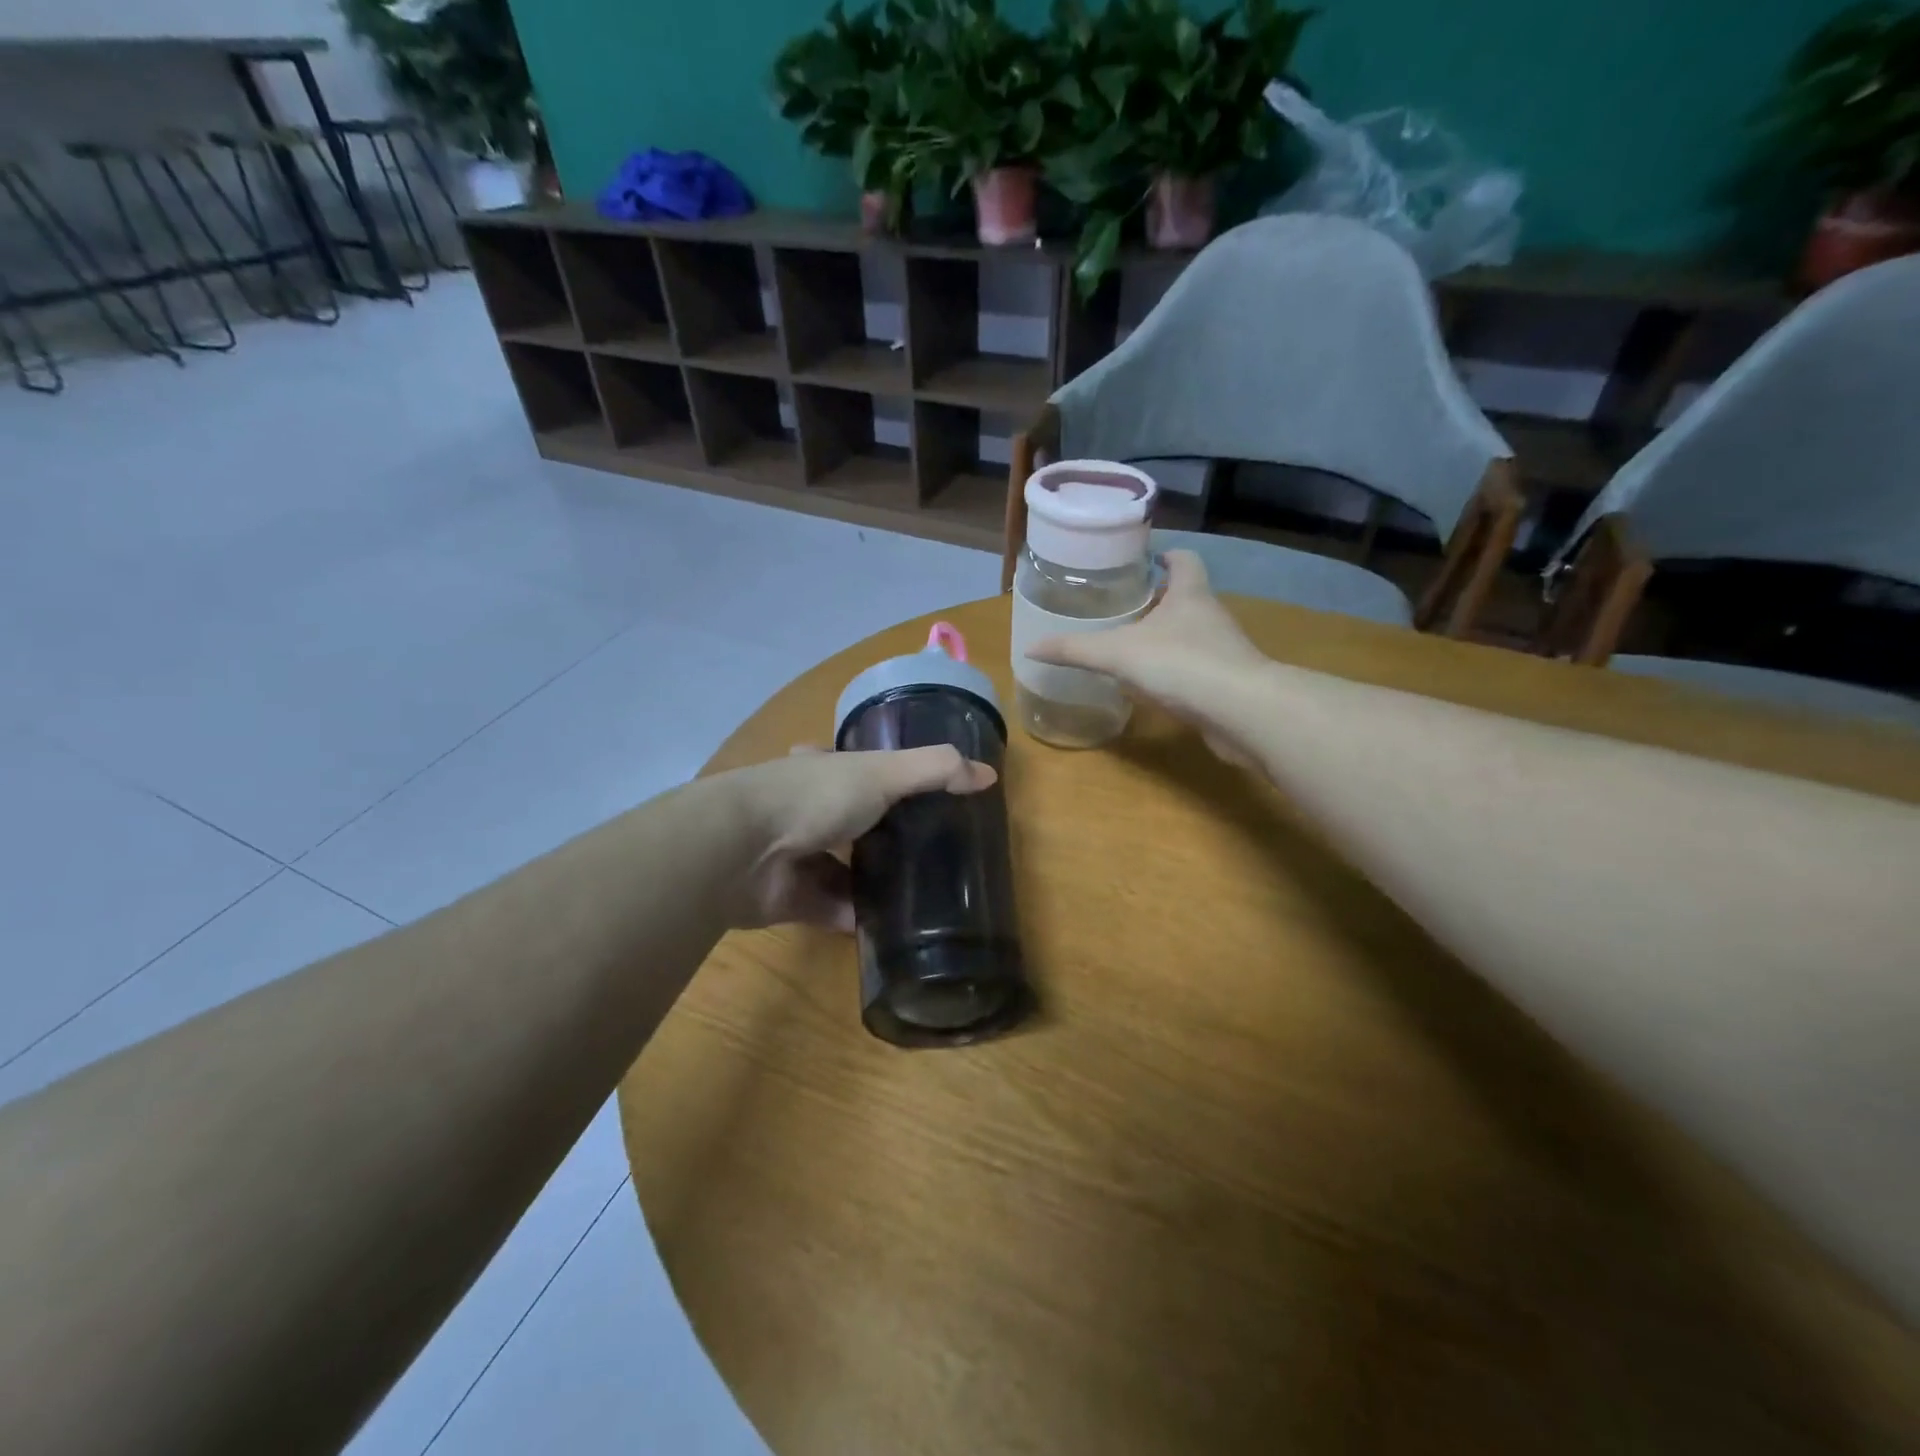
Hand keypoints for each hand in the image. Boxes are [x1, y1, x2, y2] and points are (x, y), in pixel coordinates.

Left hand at [722, 746, 995, 930]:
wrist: (740, 851)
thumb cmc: (813, 797)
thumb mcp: (883, 773)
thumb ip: (935, 770)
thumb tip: (989, 775)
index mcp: (825, 771)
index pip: (855, 766)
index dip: (880, 773)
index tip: (915, 790)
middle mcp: (808, 809)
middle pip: (852, 821)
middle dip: (883, 834)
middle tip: (931, 852)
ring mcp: (798, 856)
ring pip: (845, 869)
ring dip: (875, 881)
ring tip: (924, 895)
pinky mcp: (793, 899)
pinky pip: (835, 909)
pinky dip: (859, 918)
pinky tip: (894, 929)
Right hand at [1028, 549, 1270, 763]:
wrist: (1241, 711)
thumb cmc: (1180, 664)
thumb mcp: (1117, 654)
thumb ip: (1075, 650)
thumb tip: (1030, 648)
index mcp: (1190, 594)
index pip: (1184, 560)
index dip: (1167, 557)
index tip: (1146, 562)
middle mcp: (1211, 615)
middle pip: (1186, 597)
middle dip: (1159, 601)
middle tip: (1124, 609)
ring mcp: (1224, 650)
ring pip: (1192, 635)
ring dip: (1167, 638)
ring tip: (1133, 649)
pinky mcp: (1229, 682)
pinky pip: (1198, 669)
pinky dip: (1177, 672)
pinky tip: (1154, 687)